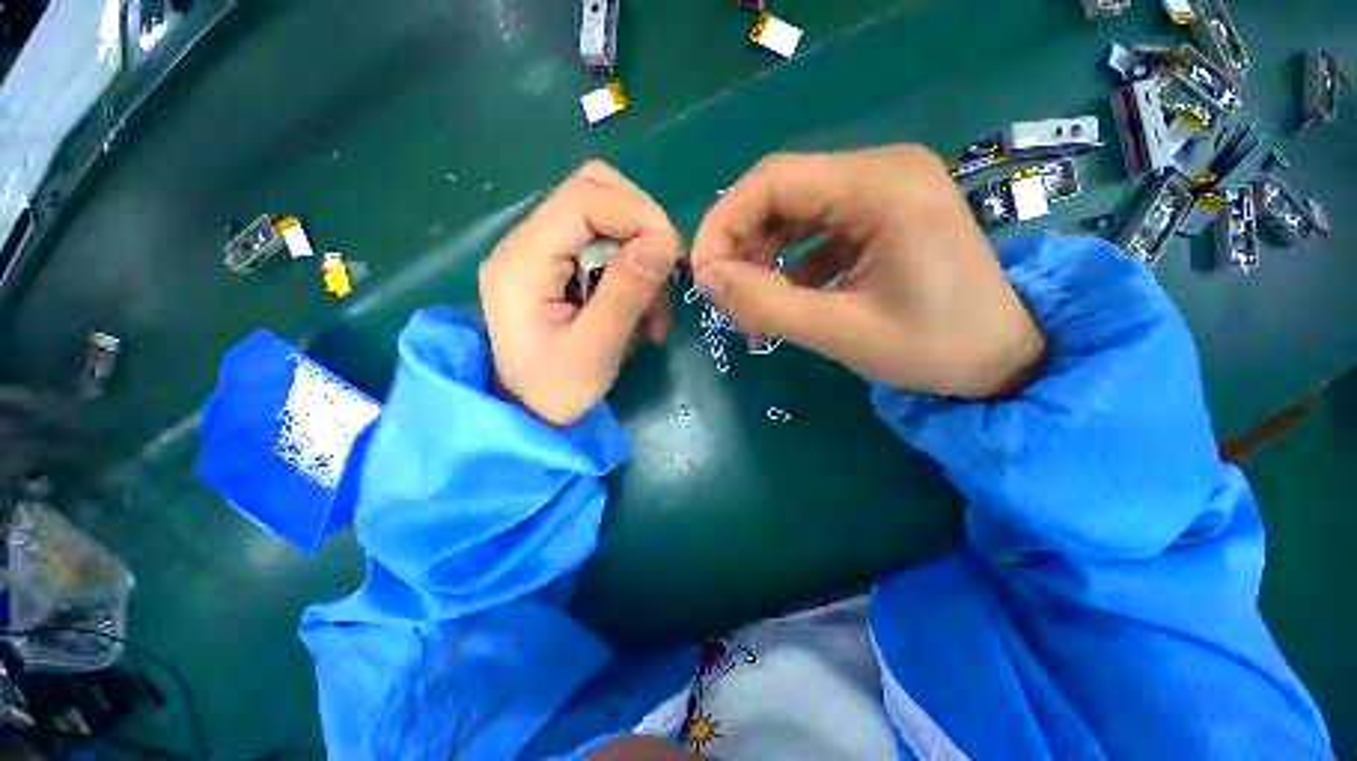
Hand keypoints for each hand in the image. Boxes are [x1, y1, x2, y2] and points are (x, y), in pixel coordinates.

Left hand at [480, 161, 682, 424]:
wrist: (528, 412)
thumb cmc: (555, 391)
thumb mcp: (595, 351)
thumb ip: (626, 294)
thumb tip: (665, 242)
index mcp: (522, 261)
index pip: (582, 198)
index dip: (636, 213)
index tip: (672, 253)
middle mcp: (526, 243)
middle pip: (593, 192)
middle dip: (641, 226)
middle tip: (665, 273)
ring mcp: (541, 252)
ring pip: (605, 217)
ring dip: (641, 256)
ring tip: (654, 312)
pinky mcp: (557, 266)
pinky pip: (605, 246)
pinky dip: (634, 272)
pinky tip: (642, 311)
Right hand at [690, 145, 1044, 397]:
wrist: (1001, 359)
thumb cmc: (933, 349)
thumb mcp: (841, 332)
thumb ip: (767, 304)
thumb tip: (706, 279)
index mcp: (881, 186)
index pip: (772, 180)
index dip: (723, 223)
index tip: (702, 274)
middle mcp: (881, 171)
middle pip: (781, 191)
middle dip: (740, 242)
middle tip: (722, 292)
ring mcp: (882, 191)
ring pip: (794, 210)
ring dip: (761, 254)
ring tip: (749, 300)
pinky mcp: (880, 216)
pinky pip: (816, 229)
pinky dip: (789, 261)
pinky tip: (786, 295)